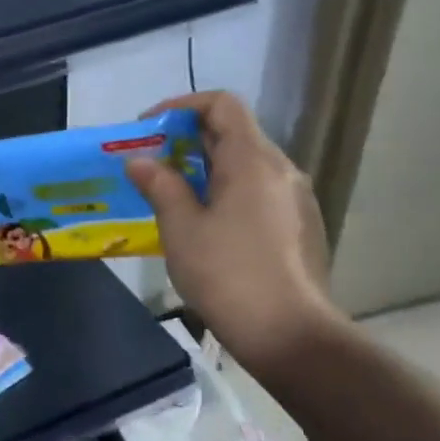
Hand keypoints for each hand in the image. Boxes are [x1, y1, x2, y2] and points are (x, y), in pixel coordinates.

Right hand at [124, 91, 341, 376]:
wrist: (291, 336)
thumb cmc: (228, 274)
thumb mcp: (181, 228)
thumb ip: (160, 186)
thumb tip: (139, 161)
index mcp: (253, 160)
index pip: (222, 104)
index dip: (182, 105)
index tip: (148, 127)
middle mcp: (281, 170)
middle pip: (234, 133)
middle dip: (187, 140)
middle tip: (150, 163)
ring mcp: (295, 199)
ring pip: (246, 165)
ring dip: (205, 168)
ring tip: (170, 195)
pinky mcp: (300, 227)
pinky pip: (258, 192)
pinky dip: (226, 191)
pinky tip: (204, 225)